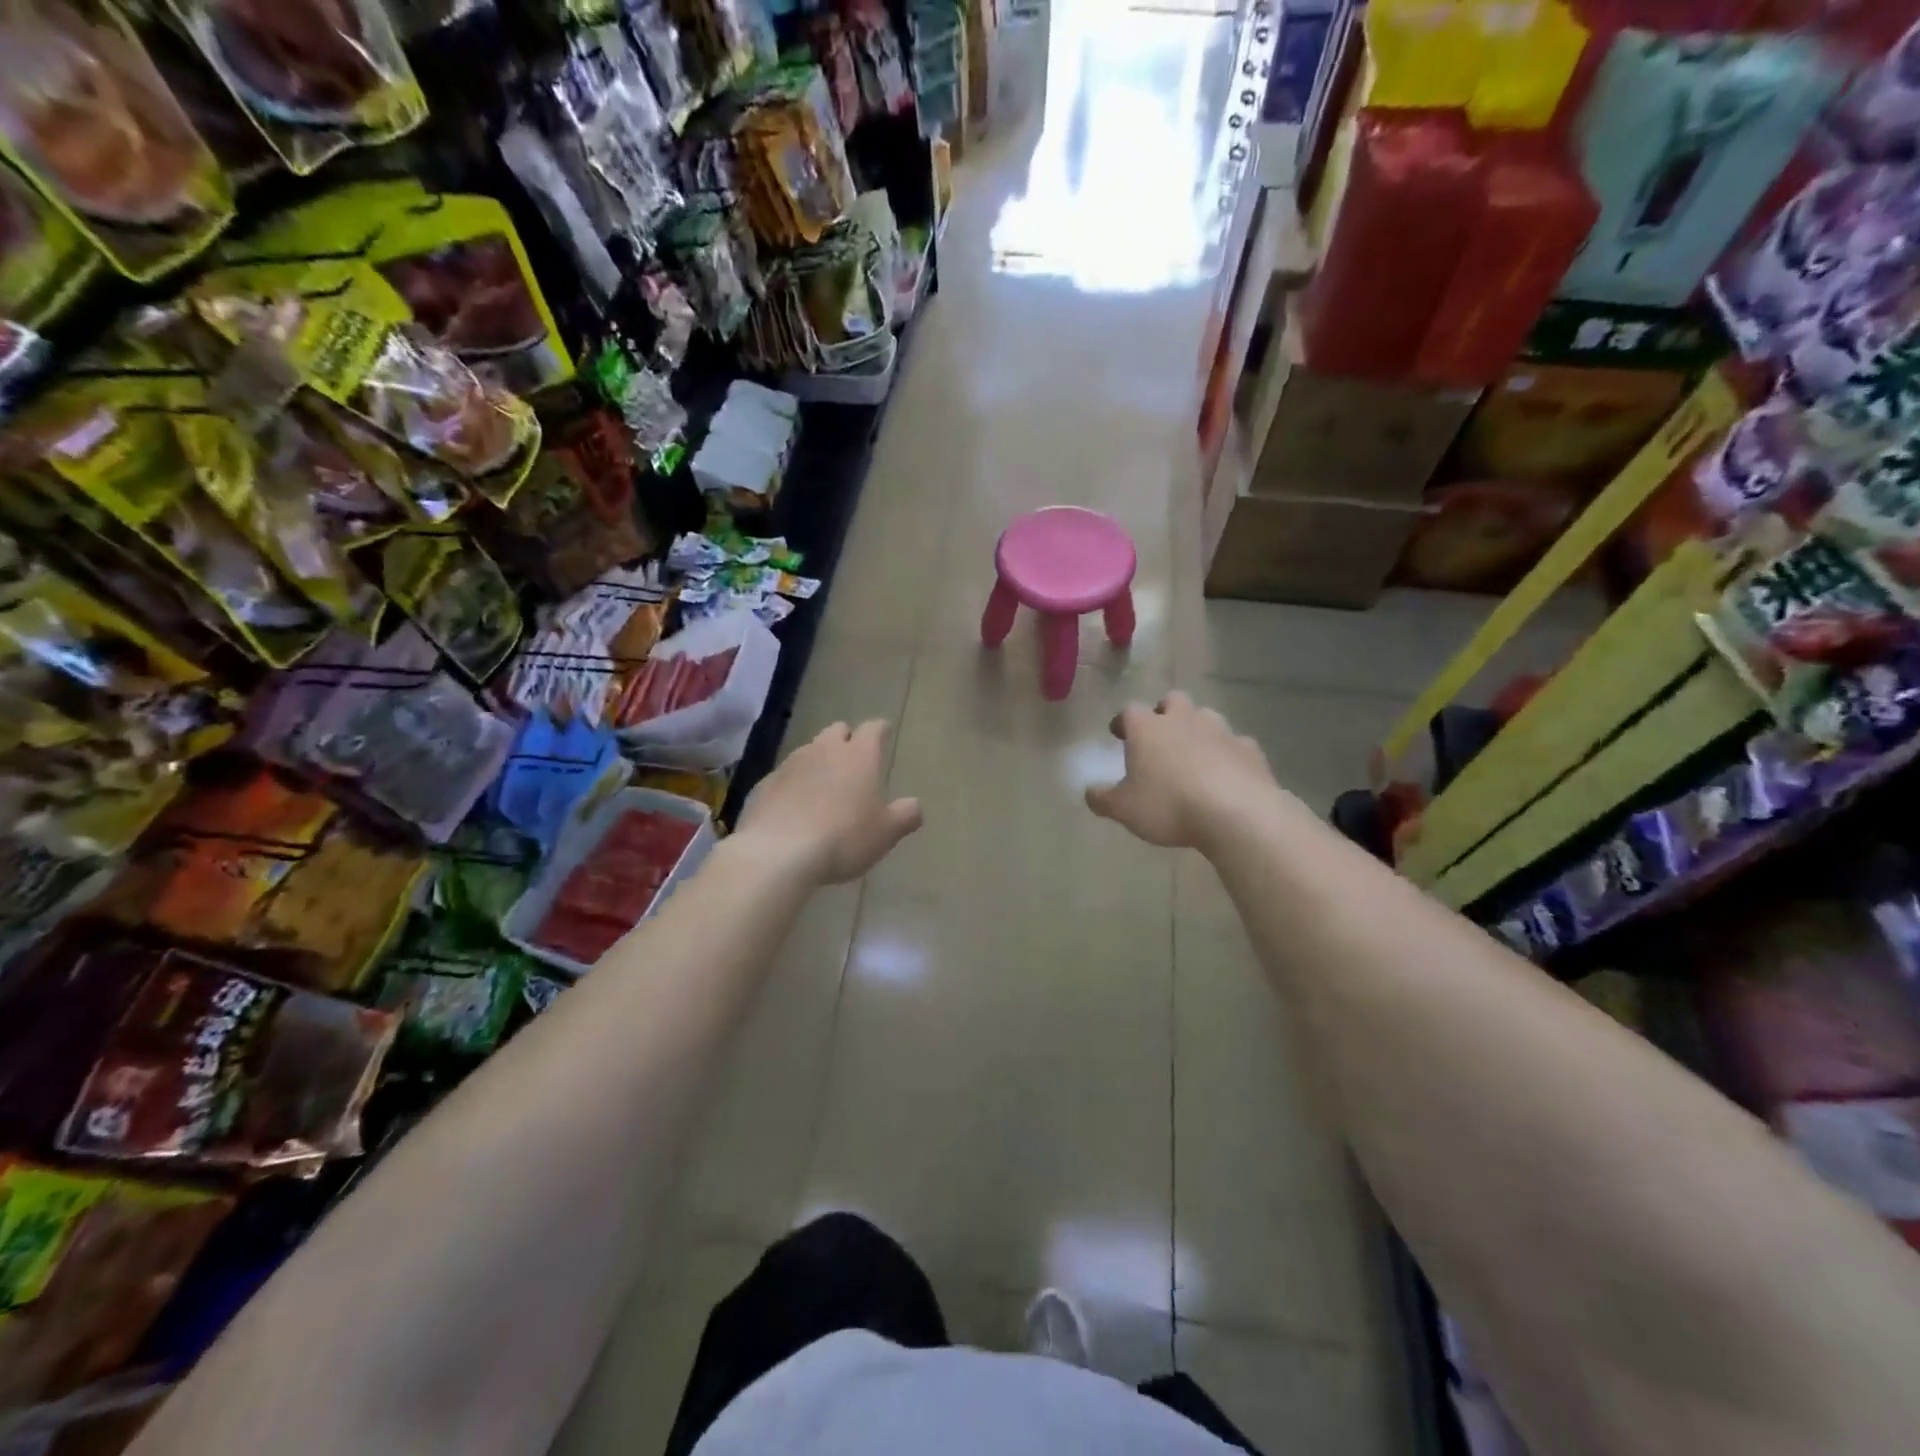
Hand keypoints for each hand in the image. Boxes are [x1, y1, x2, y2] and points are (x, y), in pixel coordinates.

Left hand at [736, 720, 922, 883]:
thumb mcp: (885, 833)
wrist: (778, 853)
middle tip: (854, 760)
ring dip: (818, 761)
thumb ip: (905, 815)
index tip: (884, 733)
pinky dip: (793, 784)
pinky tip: (795, 807)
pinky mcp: (764, 784)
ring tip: (824, 785)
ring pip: (808, 751)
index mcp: (859, 756)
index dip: (880, 730)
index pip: (873, 729)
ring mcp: (790, 765)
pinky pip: (784, 776)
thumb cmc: (843, 838)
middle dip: (847, 739)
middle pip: (837, 731)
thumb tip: (914, 805)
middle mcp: (824, 750)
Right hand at [1086, 691, 1279, 850]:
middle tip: (1159, 735)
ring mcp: (1220, 730)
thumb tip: (1089, 792)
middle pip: (1172, 701)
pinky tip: (1226, 772)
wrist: (1236, 813)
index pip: (1129, 712)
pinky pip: (1235, 743)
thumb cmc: (1169, 805)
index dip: (1123, 722)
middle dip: (1164, 713)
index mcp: (1147, 728)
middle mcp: (1183, 719)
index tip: (1119, 734)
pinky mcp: (1250, 749)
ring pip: (1206, 717)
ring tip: (1193, 754)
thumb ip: (1102, 798)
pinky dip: (1227, 753)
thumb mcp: (1123, 809)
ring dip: (1197, 729)